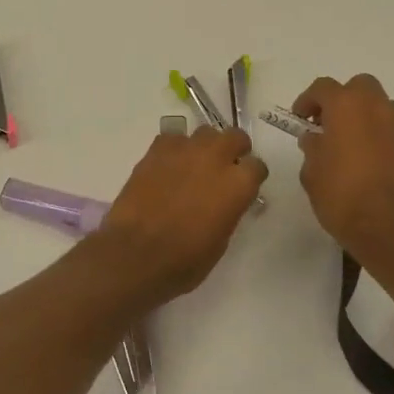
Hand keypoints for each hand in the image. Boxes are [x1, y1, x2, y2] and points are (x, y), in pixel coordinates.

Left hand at [91, 128, 268, 305]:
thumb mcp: (220, 241)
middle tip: (225, 167)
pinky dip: (175, 149)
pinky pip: (173, 138)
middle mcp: (216, 158)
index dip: (251, 177)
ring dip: (205, 147)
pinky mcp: (156, 150)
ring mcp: (185, 150)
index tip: (245, 187)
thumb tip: (226, 201)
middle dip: (234, 149)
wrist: (135, 253)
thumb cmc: (184, 260)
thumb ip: (229, 210)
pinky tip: (168, 167)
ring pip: (205, 133)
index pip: (257, 166)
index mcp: (238, 184)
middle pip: (235, 137)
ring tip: (194, 166)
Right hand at [291, 75, 393, 263]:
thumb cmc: (340, 194)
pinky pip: (386, 125)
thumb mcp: (312, 171)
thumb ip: (312, 148)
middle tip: (324, 121)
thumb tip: (315, 140)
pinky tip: (360, 154)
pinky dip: (373, 130)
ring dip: (360, 113)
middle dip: (340, 98)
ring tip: (343, 138)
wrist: (386, 226)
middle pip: (358, 86)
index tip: (299, 119)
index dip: (307, 100)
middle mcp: (374, 107)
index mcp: (346, 106)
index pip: (323, 88)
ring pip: (376, 103)